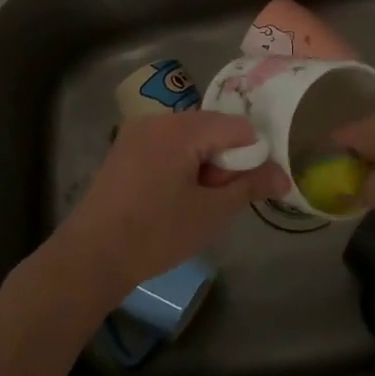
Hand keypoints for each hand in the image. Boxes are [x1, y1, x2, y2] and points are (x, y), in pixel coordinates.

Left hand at [44, 112, 286, 309]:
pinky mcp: (125, 148)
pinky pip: (168, 145)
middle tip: (217, 200)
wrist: (90, 257)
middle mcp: (159, 118)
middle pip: (213, 128)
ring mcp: (138, 131)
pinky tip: (172, 198)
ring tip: (195, 203)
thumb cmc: (155, 233)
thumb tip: (283, 176)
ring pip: (190, 137)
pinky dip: (181, 164)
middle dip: (225, 161)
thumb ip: (250, 186)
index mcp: (182, 127)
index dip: (252, 156)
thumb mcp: (211, 213)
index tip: (245, 190)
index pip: (238, 127)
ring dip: (203, 163)